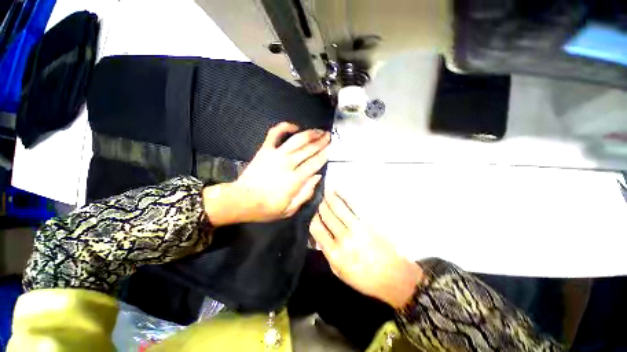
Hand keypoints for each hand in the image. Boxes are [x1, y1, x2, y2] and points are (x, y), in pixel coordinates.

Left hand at [205, 122, 329, 224]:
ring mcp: (276, 154)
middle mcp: (288, 163)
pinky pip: (275, 134)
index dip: (325, 154)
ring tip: (318, 130)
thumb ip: (306, 193)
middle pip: (309, 149)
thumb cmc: (267, 208)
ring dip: (309, 133)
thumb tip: (318, 176)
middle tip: (329, 136)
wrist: (241, 200)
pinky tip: (294, 127)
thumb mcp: (290, 209)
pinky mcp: (265, 150)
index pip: (315, 162)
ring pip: (297, 140)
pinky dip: (284, 127)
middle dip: (321, 141)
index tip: (332, 147)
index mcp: (296, 179)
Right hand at [309, 191, 423, 308]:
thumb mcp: (339, 272)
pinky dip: (343, 196)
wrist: (394, 277)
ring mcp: (357, 228)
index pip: (316, 228)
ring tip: (325, 190)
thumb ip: (327, 252)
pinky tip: (338, 191)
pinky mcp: (369, 222)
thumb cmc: (364, 278)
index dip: (312, 216)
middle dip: (320, 205)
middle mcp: (343, 239)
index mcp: (334, 253)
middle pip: (326, 215)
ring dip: (329, 197)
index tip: (312, 211)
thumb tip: (318, 234)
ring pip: (337, 207)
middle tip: (318, 198)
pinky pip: (353, 205)